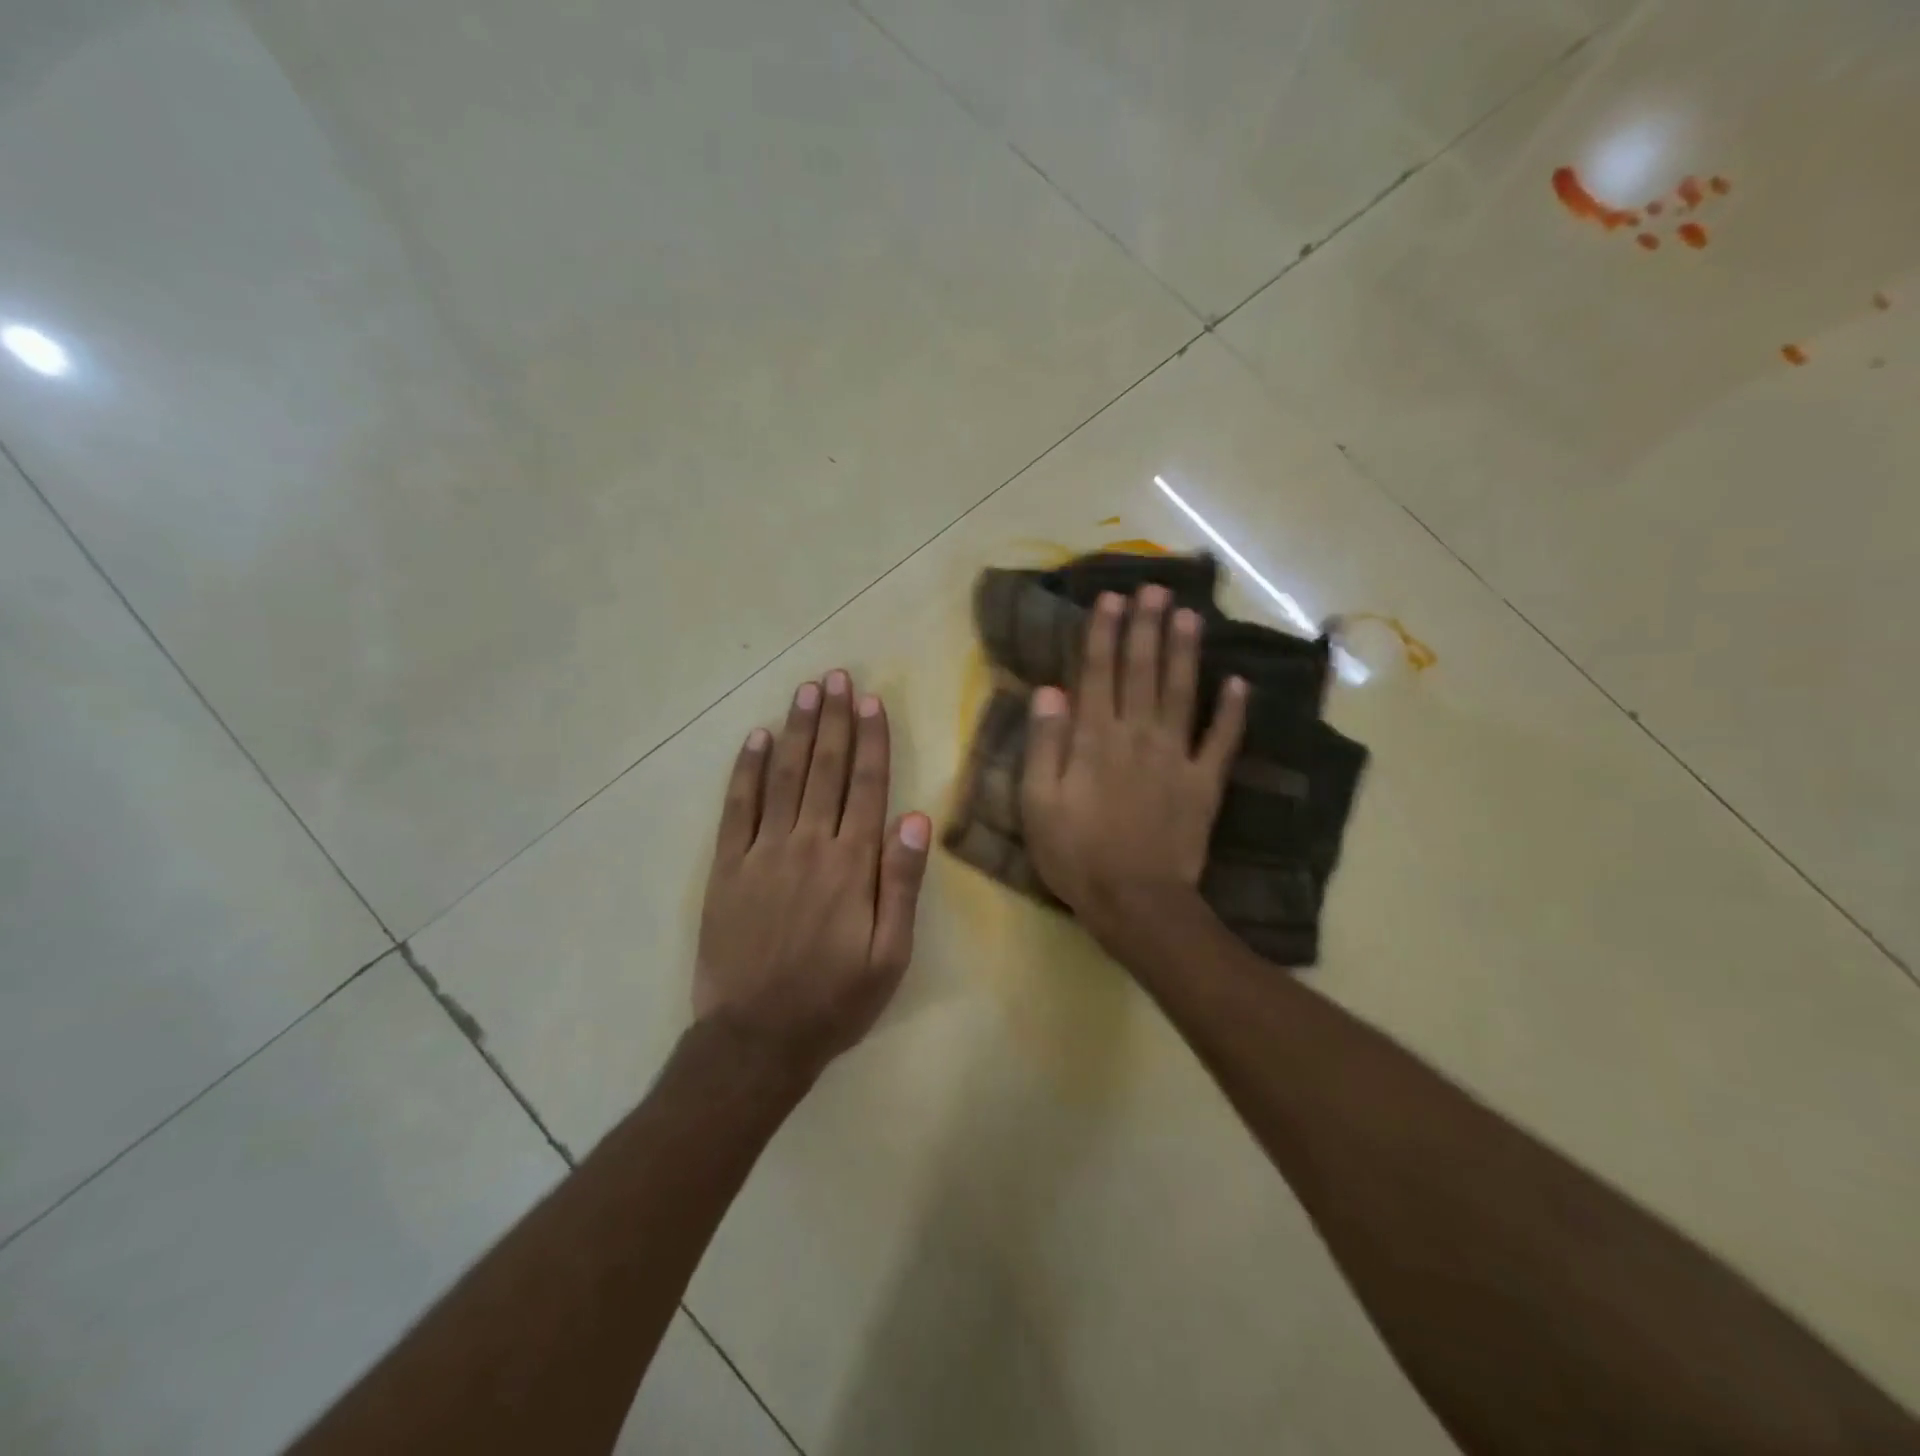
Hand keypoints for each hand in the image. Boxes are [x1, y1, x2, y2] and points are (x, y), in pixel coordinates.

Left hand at [695, 670, 931, 1081]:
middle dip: (833, 719)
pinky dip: (745, 769)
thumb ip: (901, 883)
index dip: (870, 739)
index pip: (866, 785)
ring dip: (796, 730)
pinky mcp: (726, 867)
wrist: (756, 1038)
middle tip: (836, 677)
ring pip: (782, 776)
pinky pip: (736, 807)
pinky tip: (754, 738)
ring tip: (805, 691)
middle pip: (824, 768)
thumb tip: (914, 817)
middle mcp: (807, 844)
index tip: (870, 700)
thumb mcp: (890, 954)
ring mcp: (762, 852)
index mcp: (851, 863)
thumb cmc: (834, 999)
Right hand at [1020, 587, 1245, 944]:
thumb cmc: (1076, 854)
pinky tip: (1240, 683)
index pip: (1098, 673)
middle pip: (1142, 671)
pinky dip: (1232, 712)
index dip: (1103, 633)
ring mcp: (1176, 757)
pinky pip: (1222, 741)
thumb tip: (1049, 691)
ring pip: (1181, 693)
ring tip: (1189, 614)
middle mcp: (1137, 735)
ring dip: (1185, 652)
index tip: (1110, 598)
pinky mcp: (1204, 783)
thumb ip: (1044, 745)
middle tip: (1154, 588)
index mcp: (1095, 739)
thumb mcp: (1038, 803)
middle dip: (1146, 627)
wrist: (1135, 901)